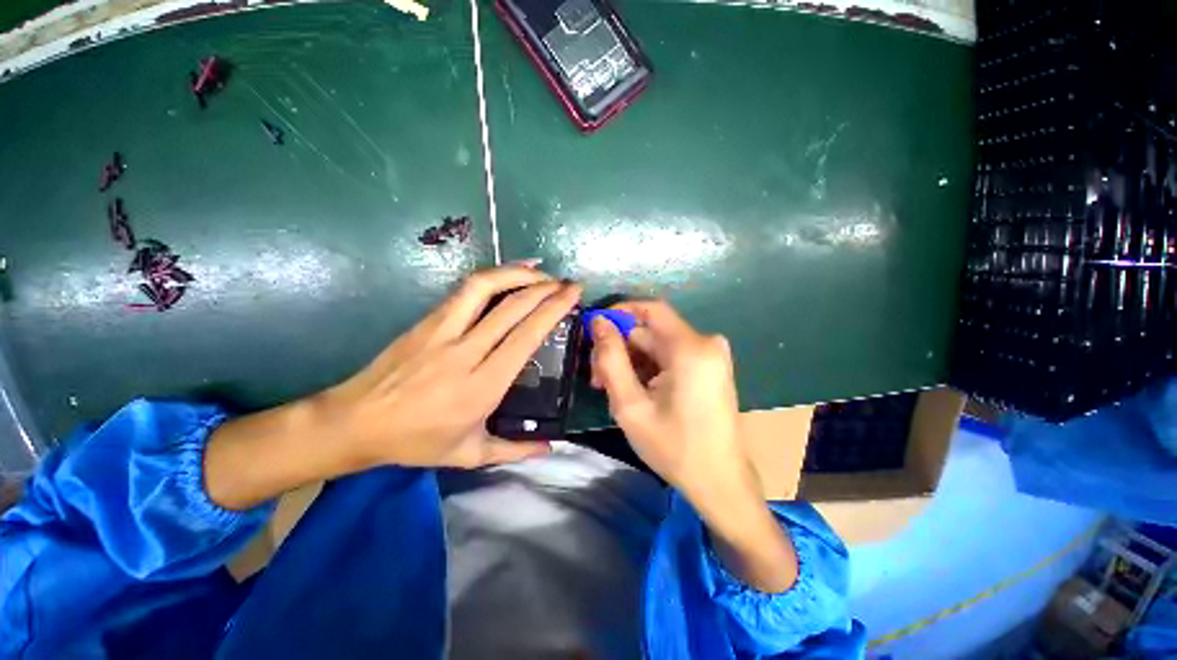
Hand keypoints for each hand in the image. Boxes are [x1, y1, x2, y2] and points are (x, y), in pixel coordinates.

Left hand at [319, 265, 581, 468]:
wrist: (355, 422)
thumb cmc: (416, 442)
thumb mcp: (469, 455)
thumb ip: (515, 450)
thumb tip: (551, 447)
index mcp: (482, 386)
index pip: (526, 337)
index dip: (553, 310)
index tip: (573, 296)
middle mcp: (466, 352)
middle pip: (512, 308)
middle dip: (546, 289)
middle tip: (568, 283)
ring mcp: (443, 331)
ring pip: (485, 287)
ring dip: (518, 274)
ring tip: (541, 272)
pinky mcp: (427, 320)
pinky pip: (465, 289)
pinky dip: (493, 275)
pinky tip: (508, 273)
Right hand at [589, 301, 797, 592]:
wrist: (721, 484)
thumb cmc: (674, 448)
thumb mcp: (631, 405)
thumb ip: (610, 359)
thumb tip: (599, 322)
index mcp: (690, 348)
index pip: (650, 309)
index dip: (619, 313)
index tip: (594, 329)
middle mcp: (705, 343)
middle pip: (651, 331)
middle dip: (620, 349)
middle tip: (597, 377)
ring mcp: (710, 356)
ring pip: (658, 346)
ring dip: (631, 362)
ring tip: (611, 390)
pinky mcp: (709, 368)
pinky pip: (671, 357)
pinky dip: (648, 369)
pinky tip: (634, 392)